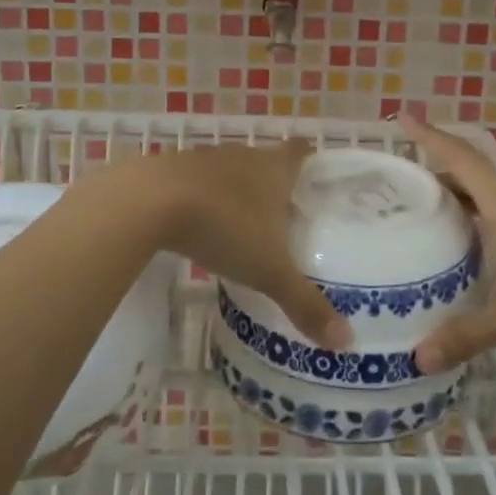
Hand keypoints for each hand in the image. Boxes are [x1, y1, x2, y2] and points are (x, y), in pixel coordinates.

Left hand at [131, 140, 350, 349]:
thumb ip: (304, 303)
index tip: (317, 180)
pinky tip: (200, 227)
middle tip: (286, 217)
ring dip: (237, 192)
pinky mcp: (171, 170)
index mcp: (274, 168)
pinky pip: (197, 183)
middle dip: (275, 185)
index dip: (311, 161)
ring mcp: (204, 160)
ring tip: (245, 225)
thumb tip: (346, 342)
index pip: (301, 152)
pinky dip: (204, 200)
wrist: (149, 202)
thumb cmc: (223, 226)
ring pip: (230, 172)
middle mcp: (243, 156)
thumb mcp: (268, 271)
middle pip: (266, 162)